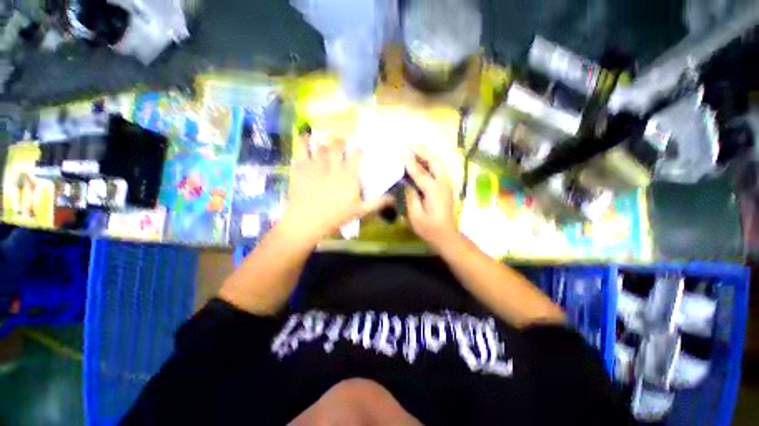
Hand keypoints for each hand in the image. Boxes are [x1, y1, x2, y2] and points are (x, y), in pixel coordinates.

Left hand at [281, 141, 388, 243]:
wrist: (306, 221)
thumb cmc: (335, 217)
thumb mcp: (360, 211)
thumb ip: (377, 203)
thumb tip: (393, 198)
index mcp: (349, 175)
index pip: (356, 154)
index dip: (358, 149)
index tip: (359, 150)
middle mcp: (333, 166)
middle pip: (337, 145)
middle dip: (341, 142)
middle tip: (341, 146)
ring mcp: (316, 164)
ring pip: (321, 146)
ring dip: (325, 144)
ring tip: (327, 147)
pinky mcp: (301, 167)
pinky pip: (302, 148)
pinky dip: (304, 140)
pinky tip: (306, 138)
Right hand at [404, 146, 458, 250]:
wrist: (446, 235)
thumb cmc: (429, 229)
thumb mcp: (416, 217)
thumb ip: (411, 198)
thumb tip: (406, 184)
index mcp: (434, 192)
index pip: (420, 172)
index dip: (409, 161)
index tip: (400, 151)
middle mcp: (443, 184)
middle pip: (434, 161)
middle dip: (421, 150)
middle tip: (407, 144)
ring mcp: (446, 184)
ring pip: (438, 162)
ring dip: (426, 153)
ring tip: (413, 148)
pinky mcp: (446, 186)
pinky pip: (439, 168)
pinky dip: (430, 160)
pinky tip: (421, 159)